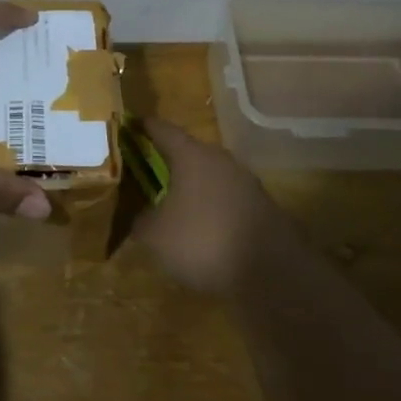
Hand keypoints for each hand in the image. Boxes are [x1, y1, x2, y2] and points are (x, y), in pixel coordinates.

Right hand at [129, 117, 284, 294]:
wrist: (272, 275)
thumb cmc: (202, 241)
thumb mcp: (155, 235)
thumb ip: (140, 219)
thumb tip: (140, 216)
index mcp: (192, 155)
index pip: (162, 129)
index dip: (143, 127)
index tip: (129, 126)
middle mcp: (221, 160)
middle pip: (189, 153)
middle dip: (168, 162)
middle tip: (146, 172)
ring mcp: (247, 183)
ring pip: (211, 177)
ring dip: (193, 188)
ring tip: (173, 205)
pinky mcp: (264, 208)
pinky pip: (228, 200)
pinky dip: (213, 208)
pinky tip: (203, 230)